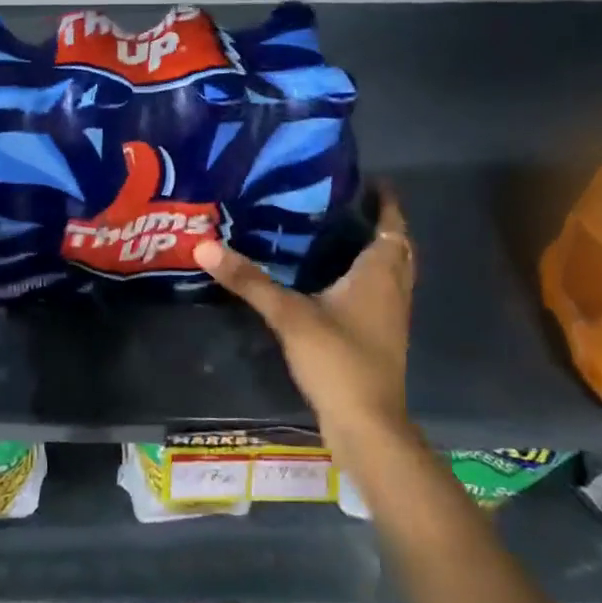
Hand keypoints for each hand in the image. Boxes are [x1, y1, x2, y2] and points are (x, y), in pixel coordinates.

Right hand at [193, 188, 415, 440]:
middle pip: (395, 246)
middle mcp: (393, 288)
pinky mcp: (379, 336)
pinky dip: (363, 276)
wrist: (366, 424)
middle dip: (376, 223)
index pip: (392, 225)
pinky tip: (330, 279)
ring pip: (388, 270)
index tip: (367, 179)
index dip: (385, 201)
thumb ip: (249, 280)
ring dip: (371, 250)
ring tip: (334, 232)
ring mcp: (390, 315)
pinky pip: (378, 292)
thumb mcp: (289, 315)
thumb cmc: (338, 360)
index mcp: (380, 273)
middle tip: (342, 202)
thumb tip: (205, 246)